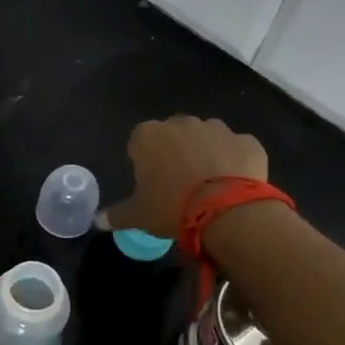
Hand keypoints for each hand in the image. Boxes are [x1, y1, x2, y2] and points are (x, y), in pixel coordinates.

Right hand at [98, 115, 268, 239]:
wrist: (227, 211)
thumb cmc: (171, 208)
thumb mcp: (138, 216)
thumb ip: (116, 215)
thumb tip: (97, 221)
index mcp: (148, 136)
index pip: (138, 142)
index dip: (144, 161)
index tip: (150, 183)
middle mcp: (181, 123)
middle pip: (174, 135)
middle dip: (175, 152)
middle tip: (178, 184)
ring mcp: (217, 129)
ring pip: (206, 138)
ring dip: (205, 154)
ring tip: (208, 185)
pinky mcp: (247, 140)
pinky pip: (236, 149)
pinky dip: (234, 161)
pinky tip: (234, 184)